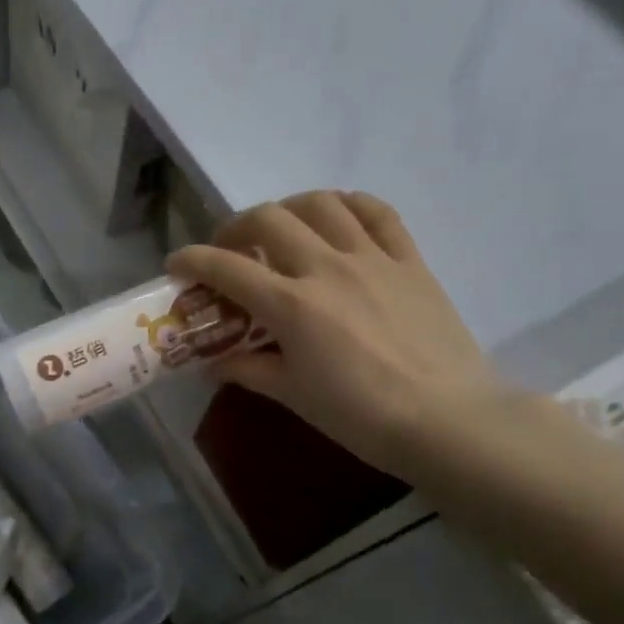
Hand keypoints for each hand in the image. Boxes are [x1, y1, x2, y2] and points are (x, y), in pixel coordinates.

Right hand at [168, 192, 512, 478]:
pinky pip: (378, 213)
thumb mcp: (293, 395)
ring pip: (322, 204)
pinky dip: (349, 204)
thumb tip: (214, 364)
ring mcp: (373, 258)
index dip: (193, 259)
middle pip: (270, 219)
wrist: (446, 420)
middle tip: (231, 249)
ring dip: (289, 207)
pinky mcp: (410, 261)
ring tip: (282, 227)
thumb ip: (249, 370)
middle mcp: (326, 268)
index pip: (227, 267)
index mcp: (291, 305)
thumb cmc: (359, 415)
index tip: (176, 263)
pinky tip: (338, 215)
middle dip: (237, 226)